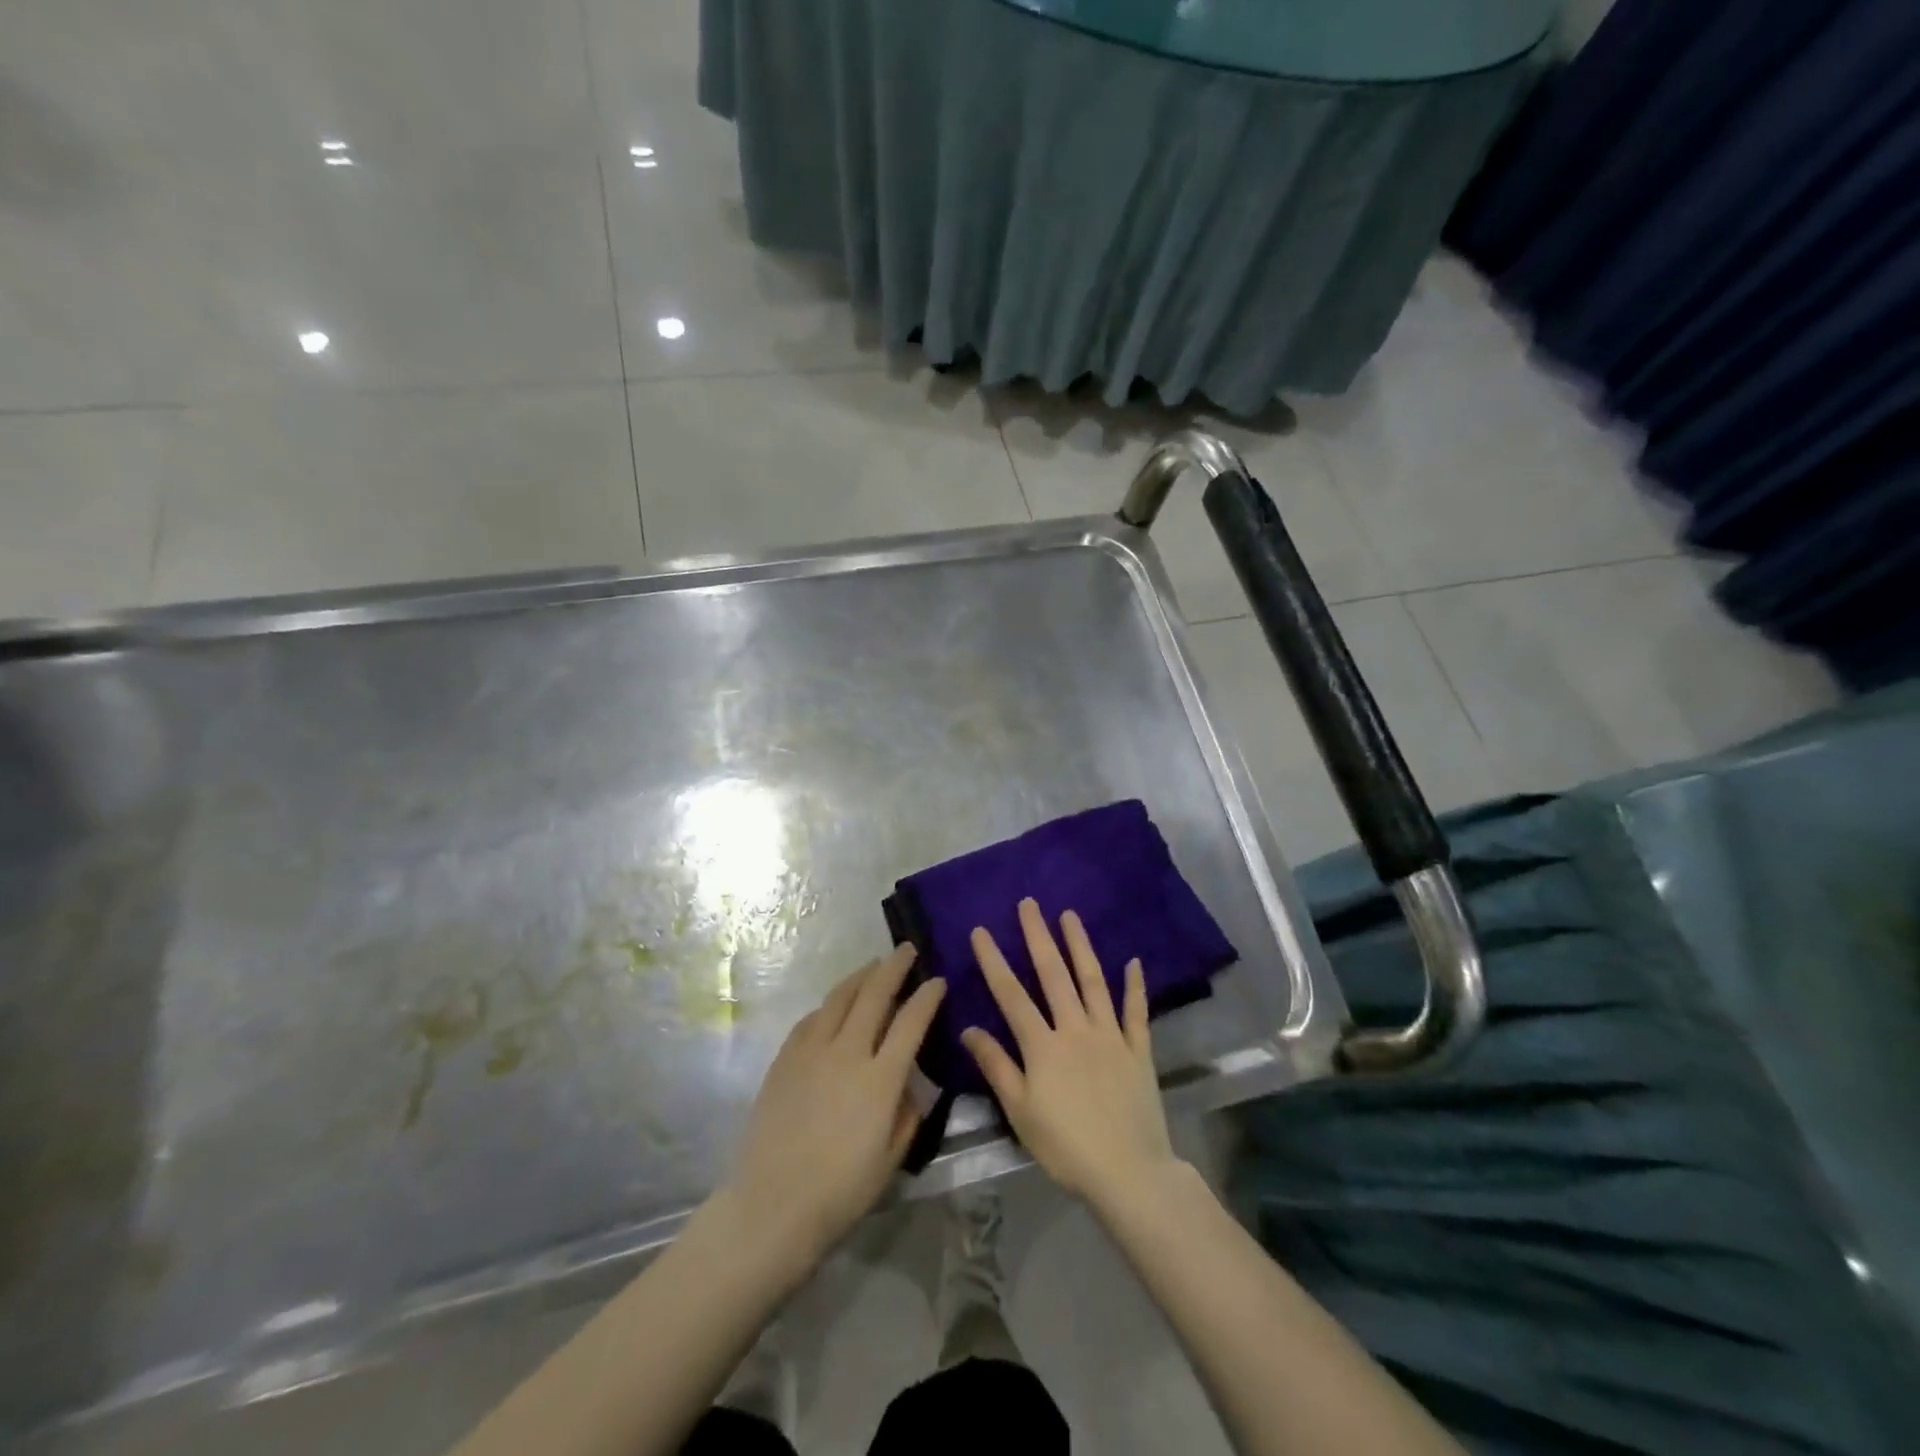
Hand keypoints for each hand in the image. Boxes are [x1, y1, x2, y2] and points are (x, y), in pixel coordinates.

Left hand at [726, 945, 944, 1274]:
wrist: (772, 1205)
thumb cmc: (840, 1192)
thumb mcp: (892, 1158)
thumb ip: (908, 1113)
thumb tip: (908, 1083)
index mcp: (880, 1079)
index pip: (911, 1021)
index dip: (928, 996)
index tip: (937, 980)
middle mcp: (847, 1053)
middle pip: (874, 994)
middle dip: (894, 967)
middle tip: (907, 950)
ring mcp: (811, 1051)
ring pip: (840, 997)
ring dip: (861, 976)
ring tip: (873, 965)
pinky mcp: (785, 1058)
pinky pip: (812, 1018)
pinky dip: (830, 1004)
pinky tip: (835, 1005)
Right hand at [962, 899, 1180, 1206]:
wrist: (1128, 1172)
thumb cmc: (1065, 1146)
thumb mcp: (1020, 1111)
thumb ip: (996, 1066)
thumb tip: (969, 1029)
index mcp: (1043, 1045)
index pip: (1011, 995)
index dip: (994, 961)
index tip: (981, 930)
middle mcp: (1076, 1029)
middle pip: (1054, 975)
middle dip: (1038, 936)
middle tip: (1030, 904)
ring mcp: (1110, 1036)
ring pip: (1093, 982)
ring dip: (1081, 946)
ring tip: (1070, 915)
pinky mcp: (1138, 1050)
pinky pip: (1136, 1012)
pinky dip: (1135, 986)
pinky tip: (1133, 962)